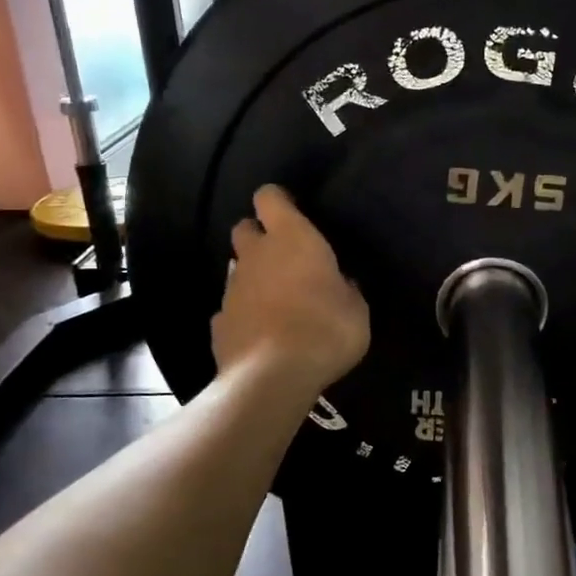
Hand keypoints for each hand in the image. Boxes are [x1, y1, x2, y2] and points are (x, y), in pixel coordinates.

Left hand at [213, 186, 368, 396]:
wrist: (273, 377)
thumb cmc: (326, 331)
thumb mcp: (356, 310)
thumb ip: (345, 289)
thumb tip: (340, 284)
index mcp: (292, 239)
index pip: (269, 197)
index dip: (278, 201)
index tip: (292, 213)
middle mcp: (256, 255)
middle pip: (244, 228)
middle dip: (259, 236)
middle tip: (283, 258)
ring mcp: (232, 289)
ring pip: (237, 269)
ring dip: (253, 277)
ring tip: (277, 301)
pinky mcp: (218, 322)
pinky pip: (231, 309)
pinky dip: (244, 314)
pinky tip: (261, 333)